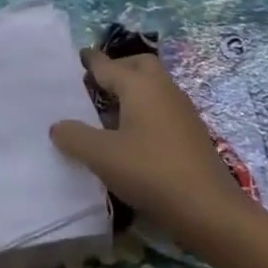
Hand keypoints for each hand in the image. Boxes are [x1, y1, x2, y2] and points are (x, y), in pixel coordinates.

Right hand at [50, 53, 248, 248]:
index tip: (74, 59)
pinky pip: (162, 106)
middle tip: (95, 87)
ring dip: (132, 91)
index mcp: (139, 84)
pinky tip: (133, 137)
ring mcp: (181, 108)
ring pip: (152, 86)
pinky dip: (145, 110)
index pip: (107, 64)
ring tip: (108, 114)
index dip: (89, 62)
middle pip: (137, 64)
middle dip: (117, 69)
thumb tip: (57, 125)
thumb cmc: (151, 172)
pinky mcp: (191, 130)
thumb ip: (75, 137)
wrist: (209, 209)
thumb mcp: (103, 157)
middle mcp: (162, 87)